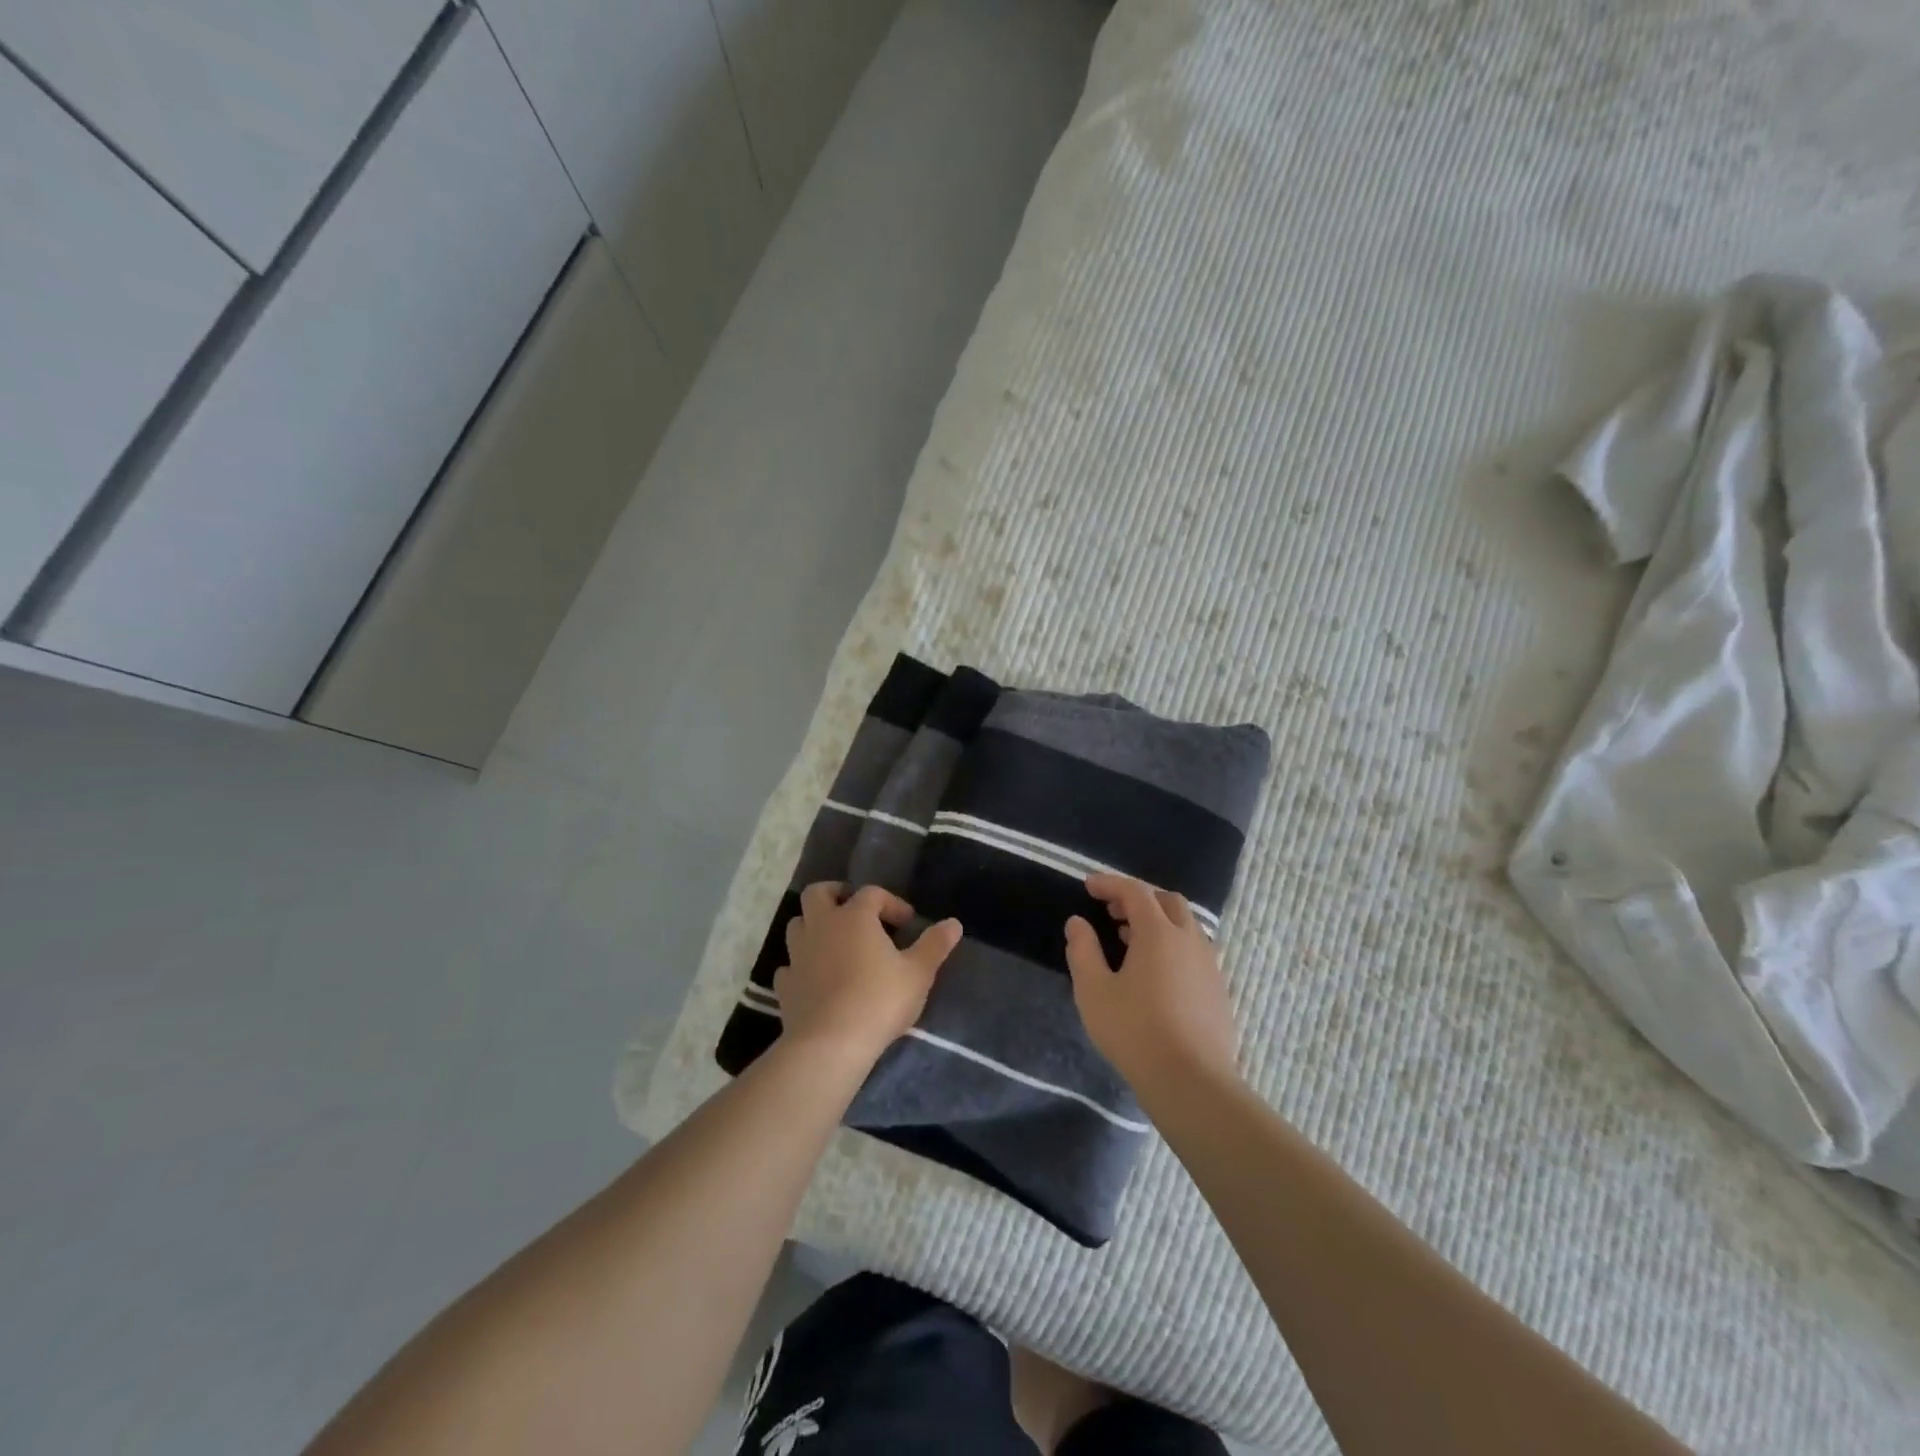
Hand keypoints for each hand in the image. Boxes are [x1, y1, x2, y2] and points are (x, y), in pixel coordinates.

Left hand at [776, 882, 961, 1064]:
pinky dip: (801, 965)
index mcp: (854, 917)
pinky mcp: (784, 985)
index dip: (891, 903)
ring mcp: (797, 955)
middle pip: (818, 893)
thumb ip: (935, 945)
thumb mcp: (918, 973)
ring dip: (815, 927)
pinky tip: (815, 978)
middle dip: (837, 895)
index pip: (871, 893)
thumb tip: (954, 923)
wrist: (829, 1045)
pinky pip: (790, 964)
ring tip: (836, 944)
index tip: (907, 923)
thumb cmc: (879, 1000)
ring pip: (798, 925)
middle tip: (856, 912)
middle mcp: (821, 926)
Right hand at [1064, 874, 1239, 1092]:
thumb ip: (1083, 950)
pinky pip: (1195, 952)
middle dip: (1139, 899)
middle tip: (1112, 913)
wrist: (1192, 1082)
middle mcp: (1189, 940)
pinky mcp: (1218, 990)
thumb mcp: (1094, 991)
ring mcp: (1209, 965)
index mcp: (1159, 933)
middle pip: (1168, 901)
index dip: (1110, 884)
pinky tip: (1156, 974)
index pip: (1135, 892)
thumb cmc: (1135, 1031)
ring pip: (1186, 926)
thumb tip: (1078, 923)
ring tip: (1130, 942)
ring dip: (1158, 923)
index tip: (1088, 886)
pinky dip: (1173, 946)